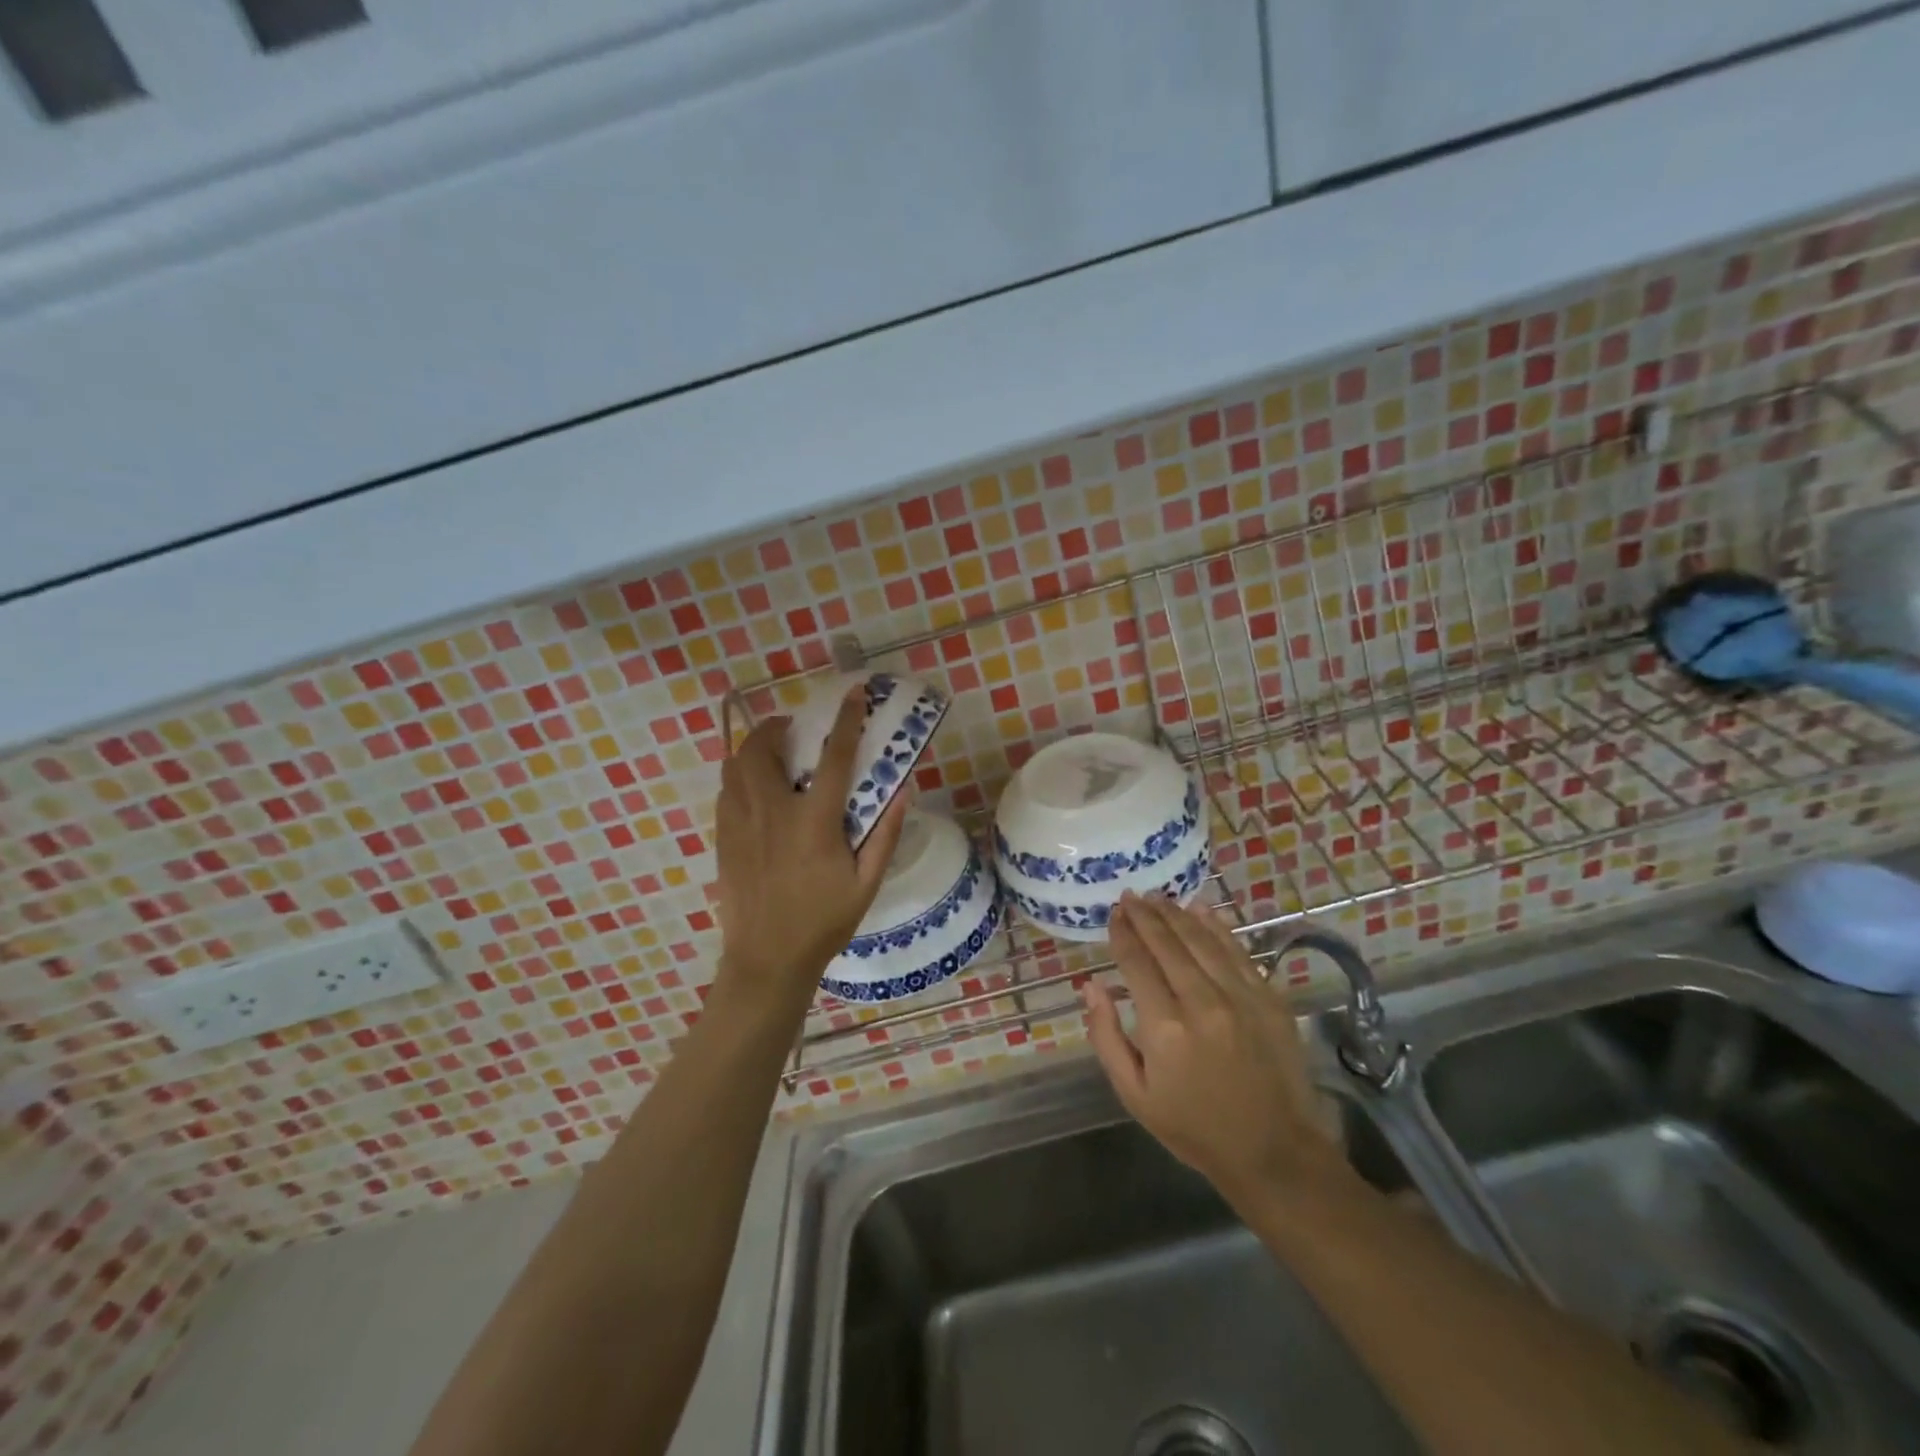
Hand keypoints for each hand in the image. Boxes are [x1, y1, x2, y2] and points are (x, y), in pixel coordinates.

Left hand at [711, 688, 907, 1022]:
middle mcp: (772, 813)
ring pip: (735, 764)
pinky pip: (725, 790)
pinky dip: (740, 776)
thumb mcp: (866, 883)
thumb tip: (903, 792)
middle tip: (796, 731)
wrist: (767, 959)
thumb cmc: (824, 922)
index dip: (846, 720)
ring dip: (755, 748)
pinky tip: (757, 791)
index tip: (854, 693)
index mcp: (813, 822)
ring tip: (775, 755)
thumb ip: (885, 835)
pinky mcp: (723, 838)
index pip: (833, 757)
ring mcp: (740, 824)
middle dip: (778, 727)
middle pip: (762, 748)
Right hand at [1084, 893, 1344, 1210]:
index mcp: (1164, 1027)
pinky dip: (1217, 926)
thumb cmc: (1193, 1127)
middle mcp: (1202, 1002)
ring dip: (1176, 914)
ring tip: (1157, 897)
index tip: (1113, 913)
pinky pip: (1238, 950)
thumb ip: (1105, 1036)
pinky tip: (1201, 909)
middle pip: (1167, 943)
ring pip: (1202, 939)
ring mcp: (1241, 996)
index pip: (1136, 962)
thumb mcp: (1133, 1094)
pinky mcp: (1269, 998)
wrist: (1274, 1152)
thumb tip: (1091, 985)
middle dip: (1145, 915)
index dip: (1122, 933)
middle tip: (1130, 895)